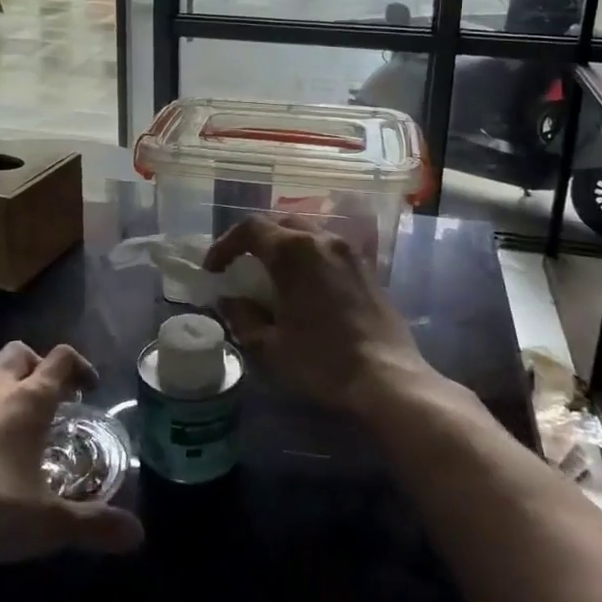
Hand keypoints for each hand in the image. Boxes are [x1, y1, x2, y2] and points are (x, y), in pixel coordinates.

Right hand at [203, 216, 435, 415]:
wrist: (387, 378)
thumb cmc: (322, 361)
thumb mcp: (269, 346)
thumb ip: (242, 317)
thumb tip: (230, 300)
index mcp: (293, 252)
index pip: (250, 228)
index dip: (225, 245)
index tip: (214, 269)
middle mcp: (321, 240)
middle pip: (280, 224)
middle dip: (255, 241)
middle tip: (240, 266)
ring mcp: (348, 252)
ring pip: (307, 233)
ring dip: (283, 247)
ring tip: (272, 276)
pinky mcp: (366, 268)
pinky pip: (328, 250)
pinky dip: (308, 258)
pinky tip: (305, 287)